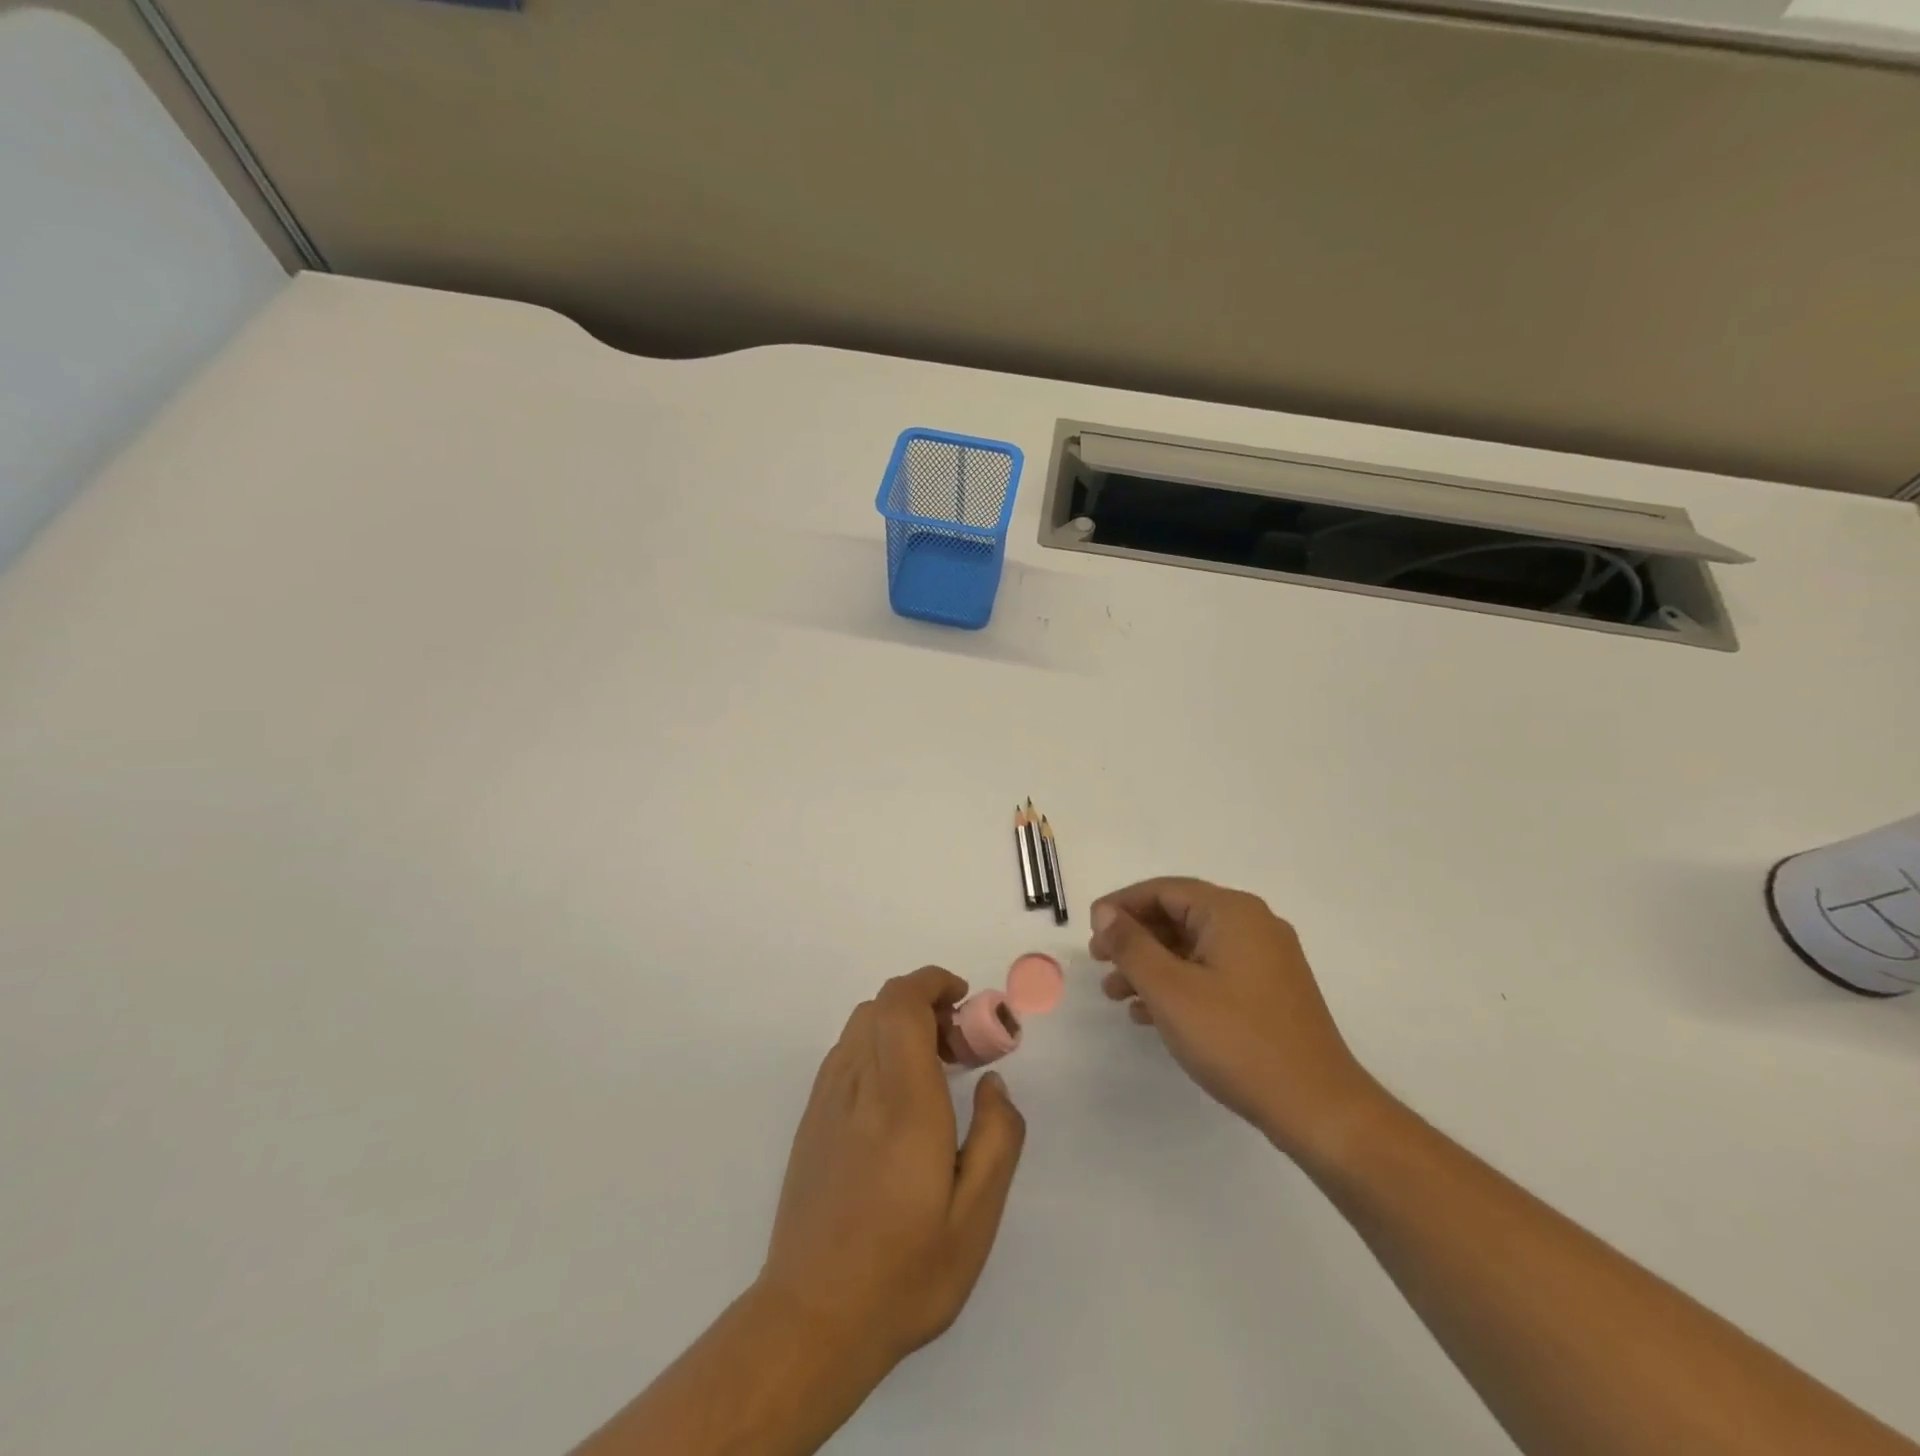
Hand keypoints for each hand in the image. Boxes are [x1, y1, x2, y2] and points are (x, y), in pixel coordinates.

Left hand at [758, 967, 1026, 1372]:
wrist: (812, 1320)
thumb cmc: (904, 1272)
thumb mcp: (976, 1217)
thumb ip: (996, 1137)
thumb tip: (992, 1083)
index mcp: (902, 1100)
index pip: (902, 1002)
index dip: (933, 982)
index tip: (965, 1000)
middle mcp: (858, 1085)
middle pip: (882, 1005)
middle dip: (925, 1004)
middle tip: (959, 1046)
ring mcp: (826, 1101)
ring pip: (860, 1026)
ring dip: (899, 1024)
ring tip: (932, 1070)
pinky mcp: (810, 1121)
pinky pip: (844, 1055)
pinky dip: (875, 1048)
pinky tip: (895, 1099)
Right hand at [1090, 877, 1380, 1160]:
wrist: (1317, 1108)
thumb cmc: (1236, 1040)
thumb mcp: (1170, 990)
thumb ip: (1131, 945)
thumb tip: (1105, 913)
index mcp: (1232, 912)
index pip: (1164, 890)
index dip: (1121, 905)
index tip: (1090, 930)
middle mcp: (1253, 925)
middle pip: (1179, 916)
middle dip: (1134, 938)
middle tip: (1099, 961)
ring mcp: (1265, 960)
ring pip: (1193, 948)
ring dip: (1151, 965)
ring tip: (1115, 994)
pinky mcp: (1269, 992)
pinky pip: (1212, 972)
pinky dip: (1178, 984)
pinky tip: (1149, 1014)